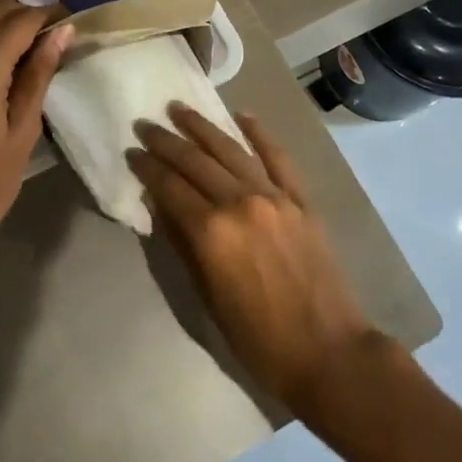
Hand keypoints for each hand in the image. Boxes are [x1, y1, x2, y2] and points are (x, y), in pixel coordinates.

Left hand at [0, 0, 72, 278]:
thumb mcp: (22, 132)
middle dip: (31, 17)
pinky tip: (11, 70)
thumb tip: (62, 32)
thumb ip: (39, 75)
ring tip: (41, 56)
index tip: (78, 25)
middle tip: (62, 41)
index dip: (52, 16)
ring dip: (10, 29)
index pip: (22, 19)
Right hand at [128, 104, 381, 415]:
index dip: (147, 168)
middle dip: (166, 141)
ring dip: (203, 127)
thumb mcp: (207, 298)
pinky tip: (243, 116)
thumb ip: (182, 246)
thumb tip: (160, 207)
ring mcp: (275, 197)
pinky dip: (260, 134)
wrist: (329, 352)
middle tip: (145, 124)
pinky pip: (278, 158)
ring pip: (231, 151)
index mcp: (211, 232)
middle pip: (196, 162)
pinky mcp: (301, 200)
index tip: (131, 152)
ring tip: (180, 109)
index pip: (169, 187)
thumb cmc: (258, 338)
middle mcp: (240, 203)